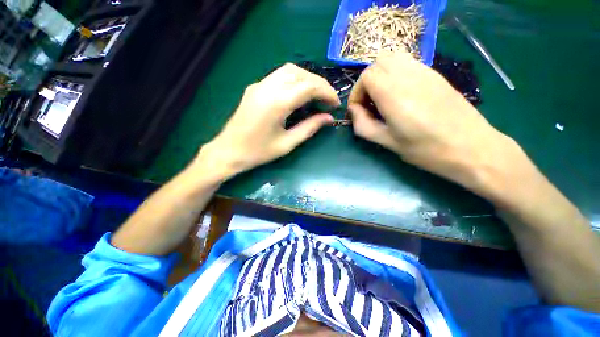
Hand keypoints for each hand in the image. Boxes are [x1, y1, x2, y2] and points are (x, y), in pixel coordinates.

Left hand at [197, 63, 339, 178]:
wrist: (228, 151)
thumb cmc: (258, 152)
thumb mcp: (287, 144)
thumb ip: (309, 128)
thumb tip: (329, 118)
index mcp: (276, 103)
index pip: (309, 86)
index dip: (326, 92)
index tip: (335, 104)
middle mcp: (267, 87)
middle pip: (300, 73)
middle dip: (319, 83)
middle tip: (328, 99)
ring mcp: (259, 85)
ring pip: (290, 70)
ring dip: (307, 79)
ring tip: (317, 95)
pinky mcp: (255, 87)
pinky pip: (279, 76)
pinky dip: (295, 80)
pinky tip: (300, 93)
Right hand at [348, 52, 526, 199]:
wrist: (472, 148)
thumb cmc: (426, 150)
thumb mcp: (387, 142)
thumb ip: (364, 125)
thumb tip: (354, 111)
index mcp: (395, 95)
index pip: (367, 76)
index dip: (356, 93)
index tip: (358, 111)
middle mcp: (409, 76)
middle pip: (378, 62)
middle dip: (367, 82)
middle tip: (369, 103)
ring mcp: (425, 72)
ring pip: (394, 58)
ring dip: (381, 75)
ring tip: (383, 98)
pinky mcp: (435, 75)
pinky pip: (408, 63)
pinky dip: (396, 74)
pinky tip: (400, 95)